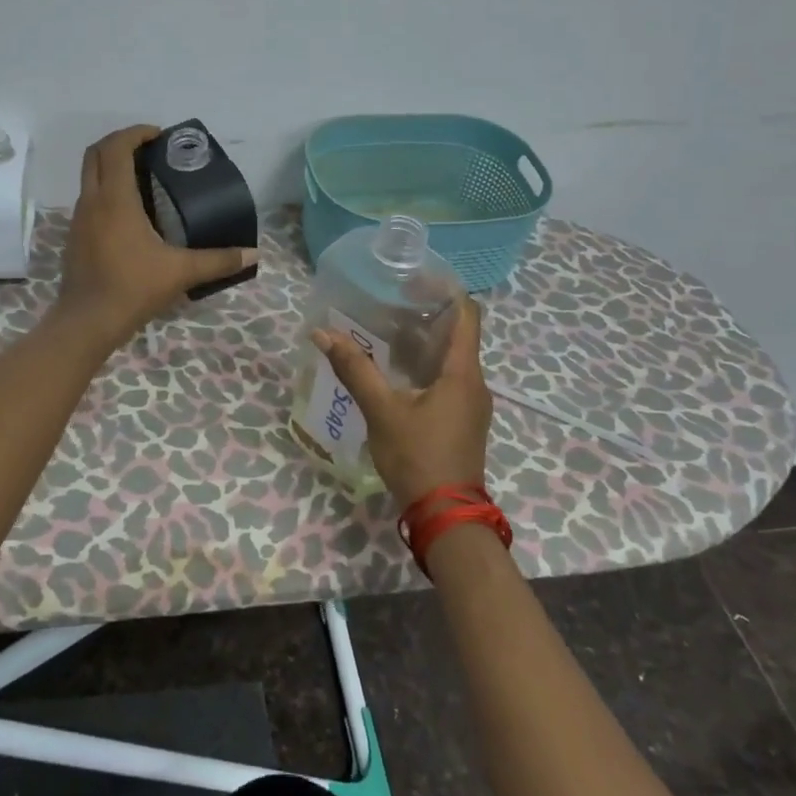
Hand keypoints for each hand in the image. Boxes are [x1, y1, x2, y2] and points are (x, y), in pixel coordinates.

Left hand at [54, 125, 258, 349]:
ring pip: (89, 176)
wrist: (87, 322)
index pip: (116, 147)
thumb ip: (218, 260)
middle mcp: (91, 201)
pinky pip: (89, 199)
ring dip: (111, 167)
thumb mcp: (181, 272)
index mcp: (114, 199)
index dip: (135, 133)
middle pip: (95, 154)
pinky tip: (130, 213)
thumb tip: (253, 255)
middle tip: (149, 150)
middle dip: (120, 143)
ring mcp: (78, 219)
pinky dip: (106, 191)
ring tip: (143, 178)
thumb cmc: (132, 288)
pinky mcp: (75, 236)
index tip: (159, 136)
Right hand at [313, 298, 492, 507]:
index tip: (415, 279)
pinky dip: (425, 364)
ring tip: (386, 328)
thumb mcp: (382, 410)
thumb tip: (322, 333)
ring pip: (451, 358)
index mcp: (462, 372)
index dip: (446, 290)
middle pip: (458, 333)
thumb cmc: (418, 456)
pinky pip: (447, 378)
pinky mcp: (461, 419)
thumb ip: (354, 369)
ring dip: (424, 340)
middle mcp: (473, 382)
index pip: (467, 314)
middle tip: (389, 300)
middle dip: (426, 313)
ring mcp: (470, 403)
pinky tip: (395, 369)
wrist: (446, 516)